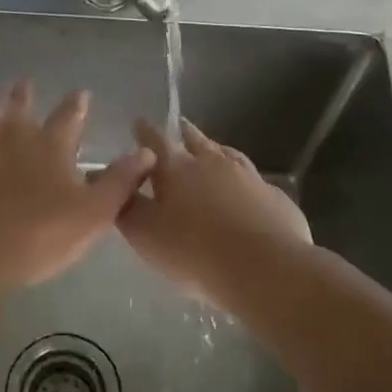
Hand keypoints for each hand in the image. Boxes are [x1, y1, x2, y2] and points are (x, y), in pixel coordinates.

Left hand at [0, 80, 154, 292]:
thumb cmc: (36, 236)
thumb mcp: (92, 215)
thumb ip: (119, 182)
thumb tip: (146, 153)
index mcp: (50, 143)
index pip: (69, 114)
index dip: (77, 103)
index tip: (81, 93)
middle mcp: (11, 130)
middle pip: (19, 99)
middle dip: (25, 91)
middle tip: (26, 85)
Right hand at [117, 118, 311, 298]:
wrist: (265, 268)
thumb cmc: (194, 251)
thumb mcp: (145, 234)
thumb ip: (127, 207)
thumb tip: (118, 185)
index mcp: (176, 168)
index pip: (155, 140)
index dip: (144, 131)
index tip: (139, 122)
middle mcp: (212, 162)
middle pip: (195, 140)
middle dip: (184, 133)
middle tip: (178, 128)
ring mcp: (248, 177)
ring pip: (228, 155)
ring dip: (216, 151)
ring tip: (212, 150)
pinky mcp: (274, 196)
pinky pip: (254, 180)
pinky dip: (243, 180)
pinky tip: (245, 190)